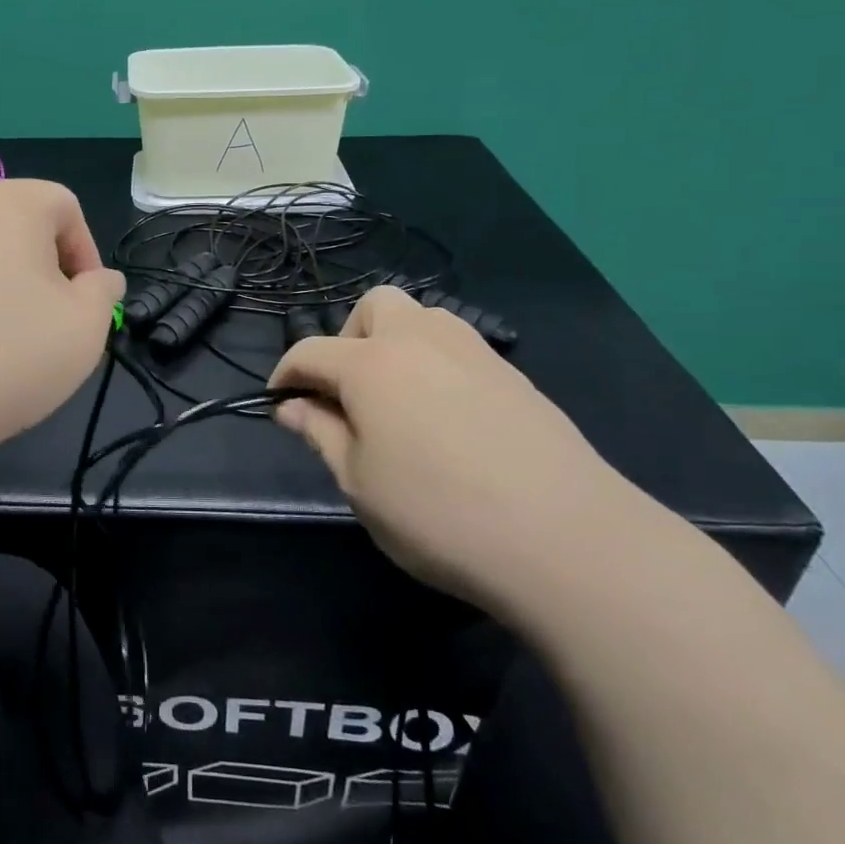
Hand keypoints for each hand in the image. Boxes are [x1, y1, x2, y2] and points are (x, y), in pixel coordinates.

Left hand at [0, 180, 123, 475]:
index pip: (62, 205)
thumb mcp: (85, 329)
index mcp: (6, 203)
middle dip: (34, 263)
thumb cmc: (5, 358)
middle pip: (8, 220)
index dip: (84, 251)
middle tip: (39, 318)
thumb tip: (98, 279)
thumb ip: (102, 292)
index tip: (81, 301)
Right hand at [269, 287, 643, 611]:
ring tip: (398, 398)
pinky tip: (447, 416)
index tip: (280, 402)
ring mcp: (473, 351)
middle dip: (349, 338)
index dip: (286, 374)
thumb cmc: (438, 514)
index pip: (310, 351)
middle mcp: (420, 339)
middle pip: (373, 306)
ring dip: (396, 342)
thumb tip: (292, 406)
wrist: (565, 538)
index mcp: (371, 364)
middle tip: (349, 390)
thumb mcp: (360, 483)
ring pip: (422, 317)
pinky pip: (459, 348)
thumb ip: (321, 434)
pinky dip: (436, 364)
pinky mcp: (513, 374)